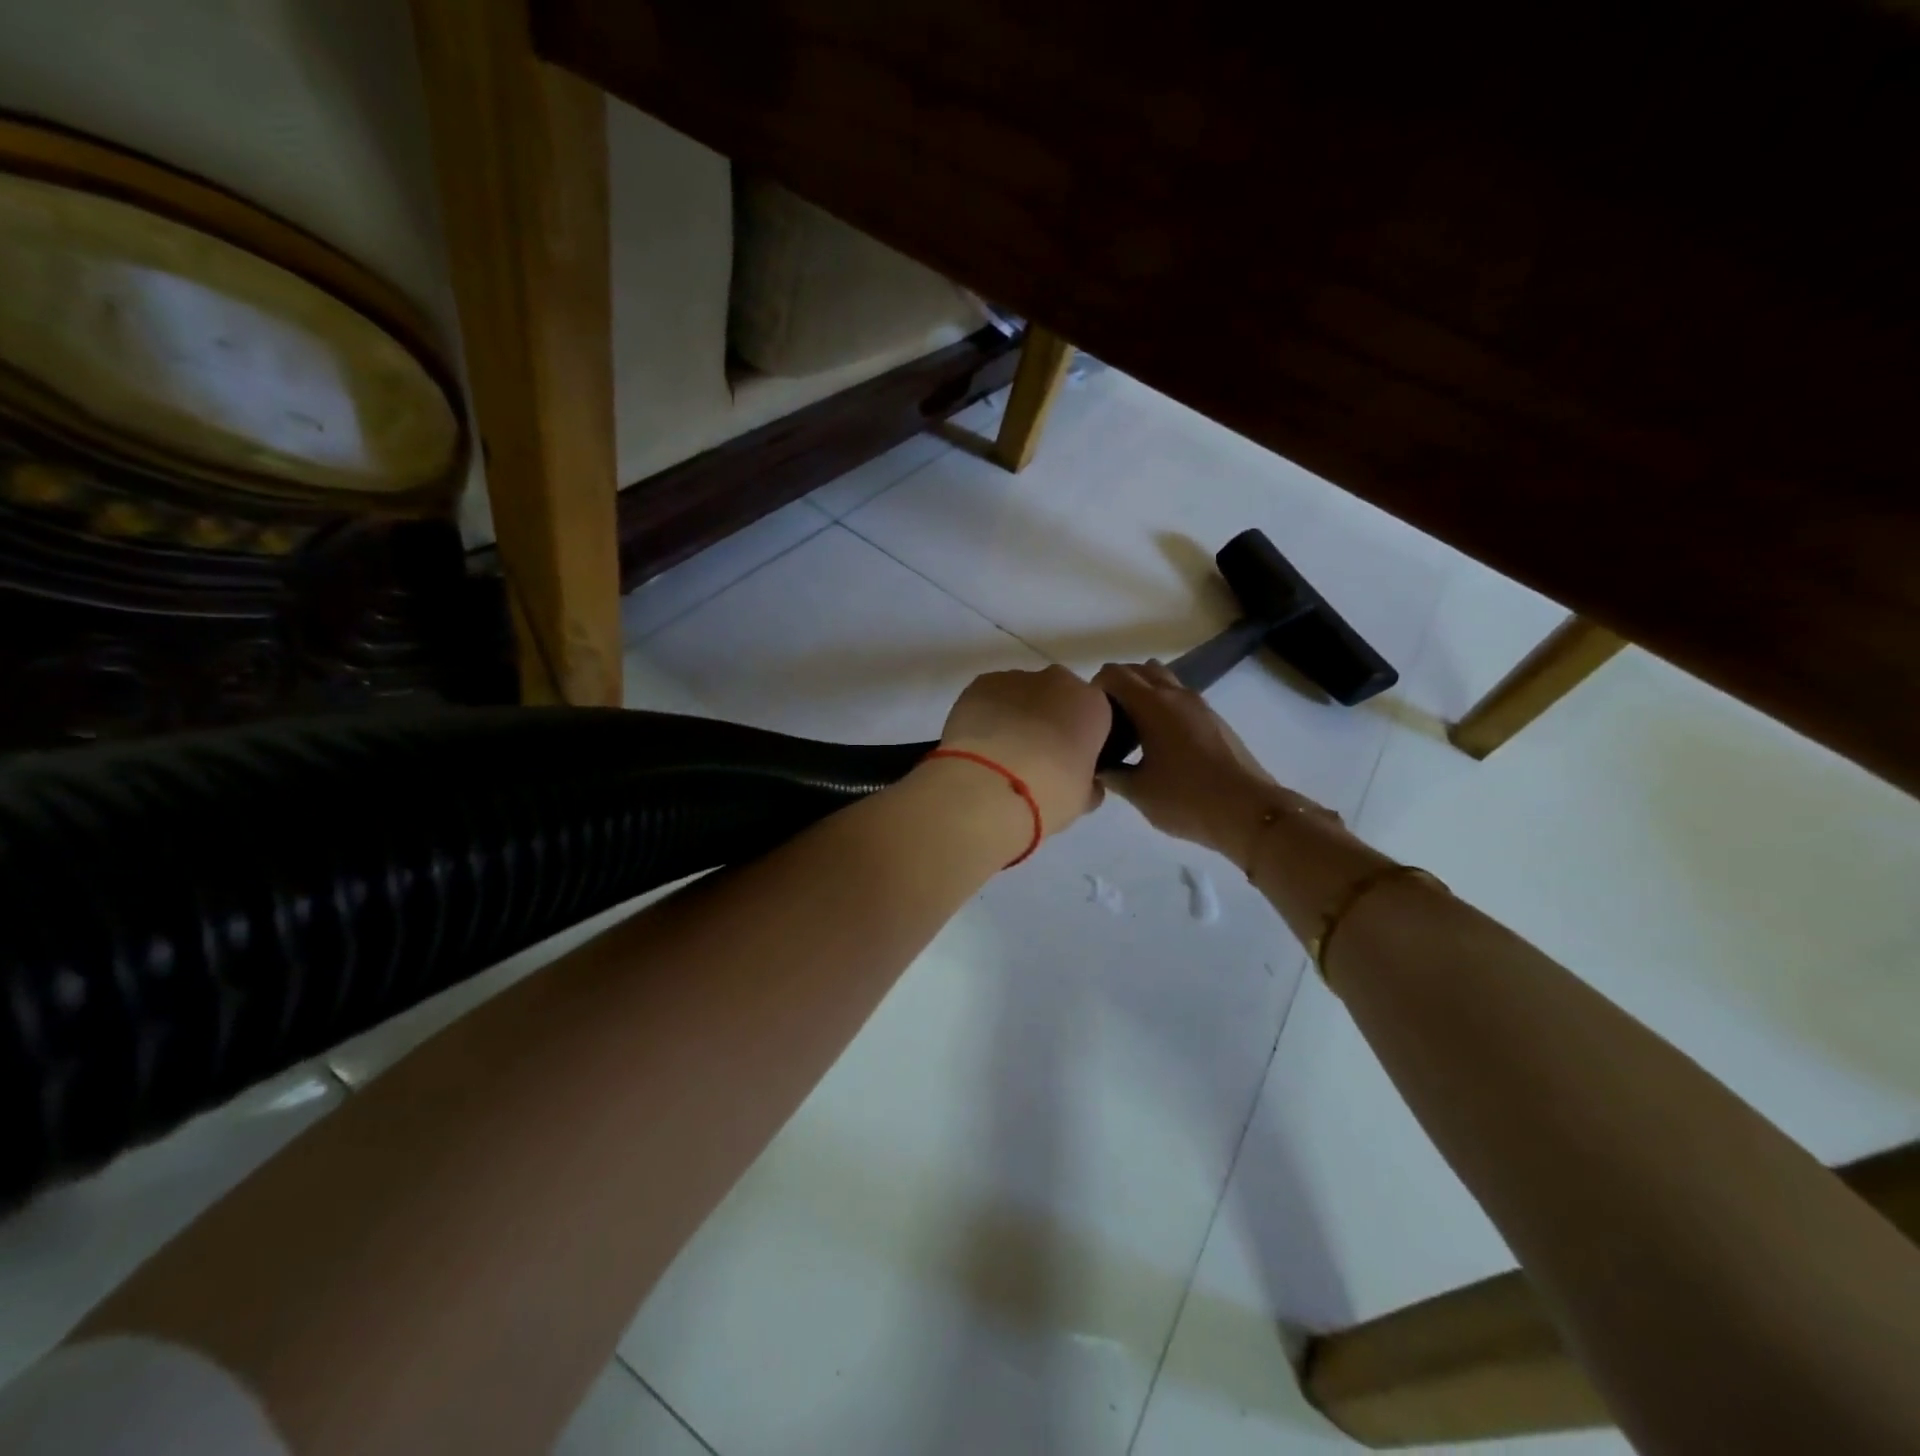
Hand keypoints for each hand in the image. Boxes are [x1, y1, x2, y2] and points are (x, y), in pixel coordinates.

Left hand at [939, 666, 1110, 836]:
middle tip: (1033, 757)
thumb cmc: (1049, 792)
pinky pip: (988, 698)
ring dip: (1014, 716)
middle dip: (1047, 720)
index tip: (1068, 761)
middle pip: (1056, 696)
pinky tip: (977, 744)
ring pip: (1019, 694)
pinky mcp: (980, 683)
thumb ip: (1088, 783)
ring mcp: (1015, 679)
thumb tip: (1087, 782)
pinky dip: (984, 715)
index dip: (1080, 737)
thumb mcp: (1082, 799)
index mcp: (1092, 706)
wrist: (990, 784)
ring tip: (998, 755)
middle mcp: (1057, 683)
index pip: (1093, 715)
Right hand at [1094, 661, 1327, 860]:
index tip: (1087, 717)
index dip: (1094, 688)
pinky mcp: (1215, 720)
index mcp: (1152, 704)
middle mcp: (1175, 694)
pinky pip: (1180, 699)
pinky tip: (1159, 742)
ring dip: (1144, 693)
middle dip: (1118, 686)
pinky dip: (1163, 707)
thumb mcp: (1138, 792)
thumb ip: (1111, 774)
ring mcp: (1199, 705)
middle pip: (1139, 670)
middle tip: (1106, 720)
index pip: (1114, 674)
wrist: (1249, 811)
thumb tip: (1097, 766)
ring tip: (1132, 728)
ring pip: (1163, 681)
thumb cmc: (1186, 799)